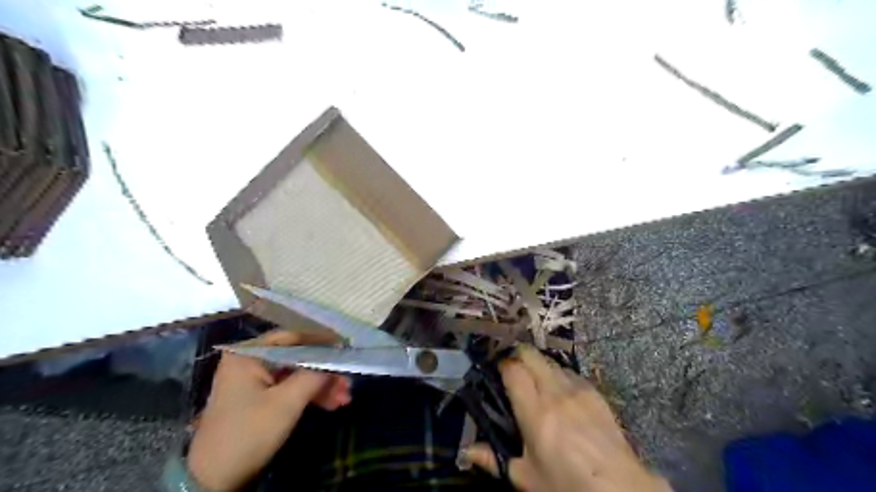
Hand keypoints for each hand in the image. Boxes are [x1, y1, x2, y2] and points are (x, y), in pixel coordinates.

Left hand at [189, 330, 350, 491]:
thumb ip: (314, 374)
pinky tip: (332, 404)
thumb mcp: (287, 401)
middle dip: (324, 371)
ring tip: (344, 398)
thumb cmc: (250, 432)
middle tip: (347, 381)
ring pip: (296, 374)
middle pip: (297, 357)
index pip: (293, 336)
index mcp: (248, 354)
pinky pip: (289, 389)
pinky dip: (309, 396)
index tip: (346, 347)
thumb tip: (336, 357)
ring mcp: (254, 381)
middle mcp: (250, 361)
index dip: (321, 341)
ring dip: (321, 386)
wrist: (215, 480)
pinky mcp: (259, 399)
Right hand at [466, 344, 671, 490]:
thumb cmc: (567, 484)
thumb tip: (466, 451)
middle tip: (513, 370)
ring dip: (538, 365)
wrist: (620, 487)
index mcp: (535, 412)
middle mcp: (555, 392)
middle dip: (518, 355)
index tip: (497, 372)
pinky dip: (558, 375)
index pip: (513, 370)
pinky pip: (569, 372)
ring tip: (535, 381)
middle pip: (531, 354)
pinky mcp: (594, 392)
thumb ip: (494, 460)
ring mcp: (577, 389)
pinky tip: (559, 392)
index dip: (502, 365)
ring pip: (550, 361)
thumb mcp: (527, 477)